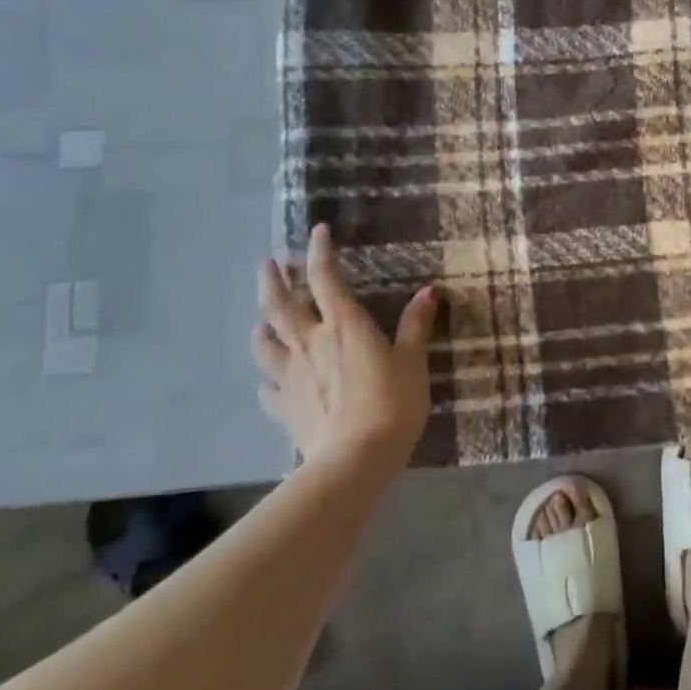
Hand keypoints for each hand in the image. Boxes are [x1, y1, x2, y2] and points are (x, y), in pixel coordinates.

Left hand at [251, 223, 438, 484]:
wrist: (355, 458)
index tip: (318, 231)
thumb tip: (429, 292)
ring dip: (261, 326)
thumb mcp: (413, 362)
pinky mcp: (283, 407)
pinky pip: (267, 388)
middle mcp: (310, 342)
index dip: (320, 251)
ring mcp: (290, 376)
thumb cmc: (392, 404)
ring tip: (262, 320)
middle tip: (267, 263)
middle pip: (280, 304)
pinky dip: (267, 380)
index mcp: (344, 326)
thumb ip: (415, 326)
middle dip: (273, 280)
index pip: (325, 278)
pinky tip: (270, 383)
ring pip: (264, 343)